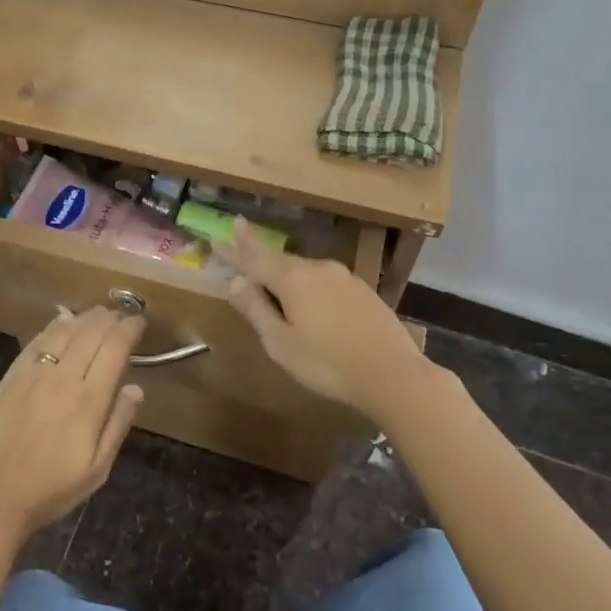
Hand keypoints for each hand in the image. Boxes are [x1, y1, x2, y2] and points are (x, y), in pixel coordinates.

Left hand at [0, 308, 146, 538]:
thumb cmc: (51, 488)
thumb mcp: (97, 469)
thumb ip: (118, 424)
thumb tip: (135, 388)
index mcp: (89, 399)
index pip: (115, 348)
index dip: (130, 329)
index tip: (139, 323)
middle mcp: (63, 376)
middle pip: (91, 332)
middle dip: (110, 318)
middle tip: (121, 315)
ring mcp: (33, 373)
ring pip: (64, 331)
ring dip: (84, 318)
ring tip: (97, 314)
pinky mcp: (10, 377)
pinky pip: (37, 341)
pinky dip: (54, 326)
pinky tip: (62, 322)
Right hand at [214, 219, 428, 421]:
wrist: (393, 374)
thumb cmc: (328, 363)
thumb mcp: (281, 343)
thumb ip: (256, 310)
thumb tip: (234, 282)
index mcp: (292, 279)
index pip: (253, 259)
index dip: (234, 250)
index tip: (217, 236)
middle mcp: (317, 269)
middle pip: (279, 260)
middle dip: (257, 255)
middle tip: (240, 242)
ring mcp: (344, 277)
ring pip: (304, 270)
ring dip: (284, 273)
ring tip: (271, 279)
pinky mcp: (363, 291)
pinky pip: (324, 281)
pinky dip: (308, 285)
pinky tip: (310, 300)